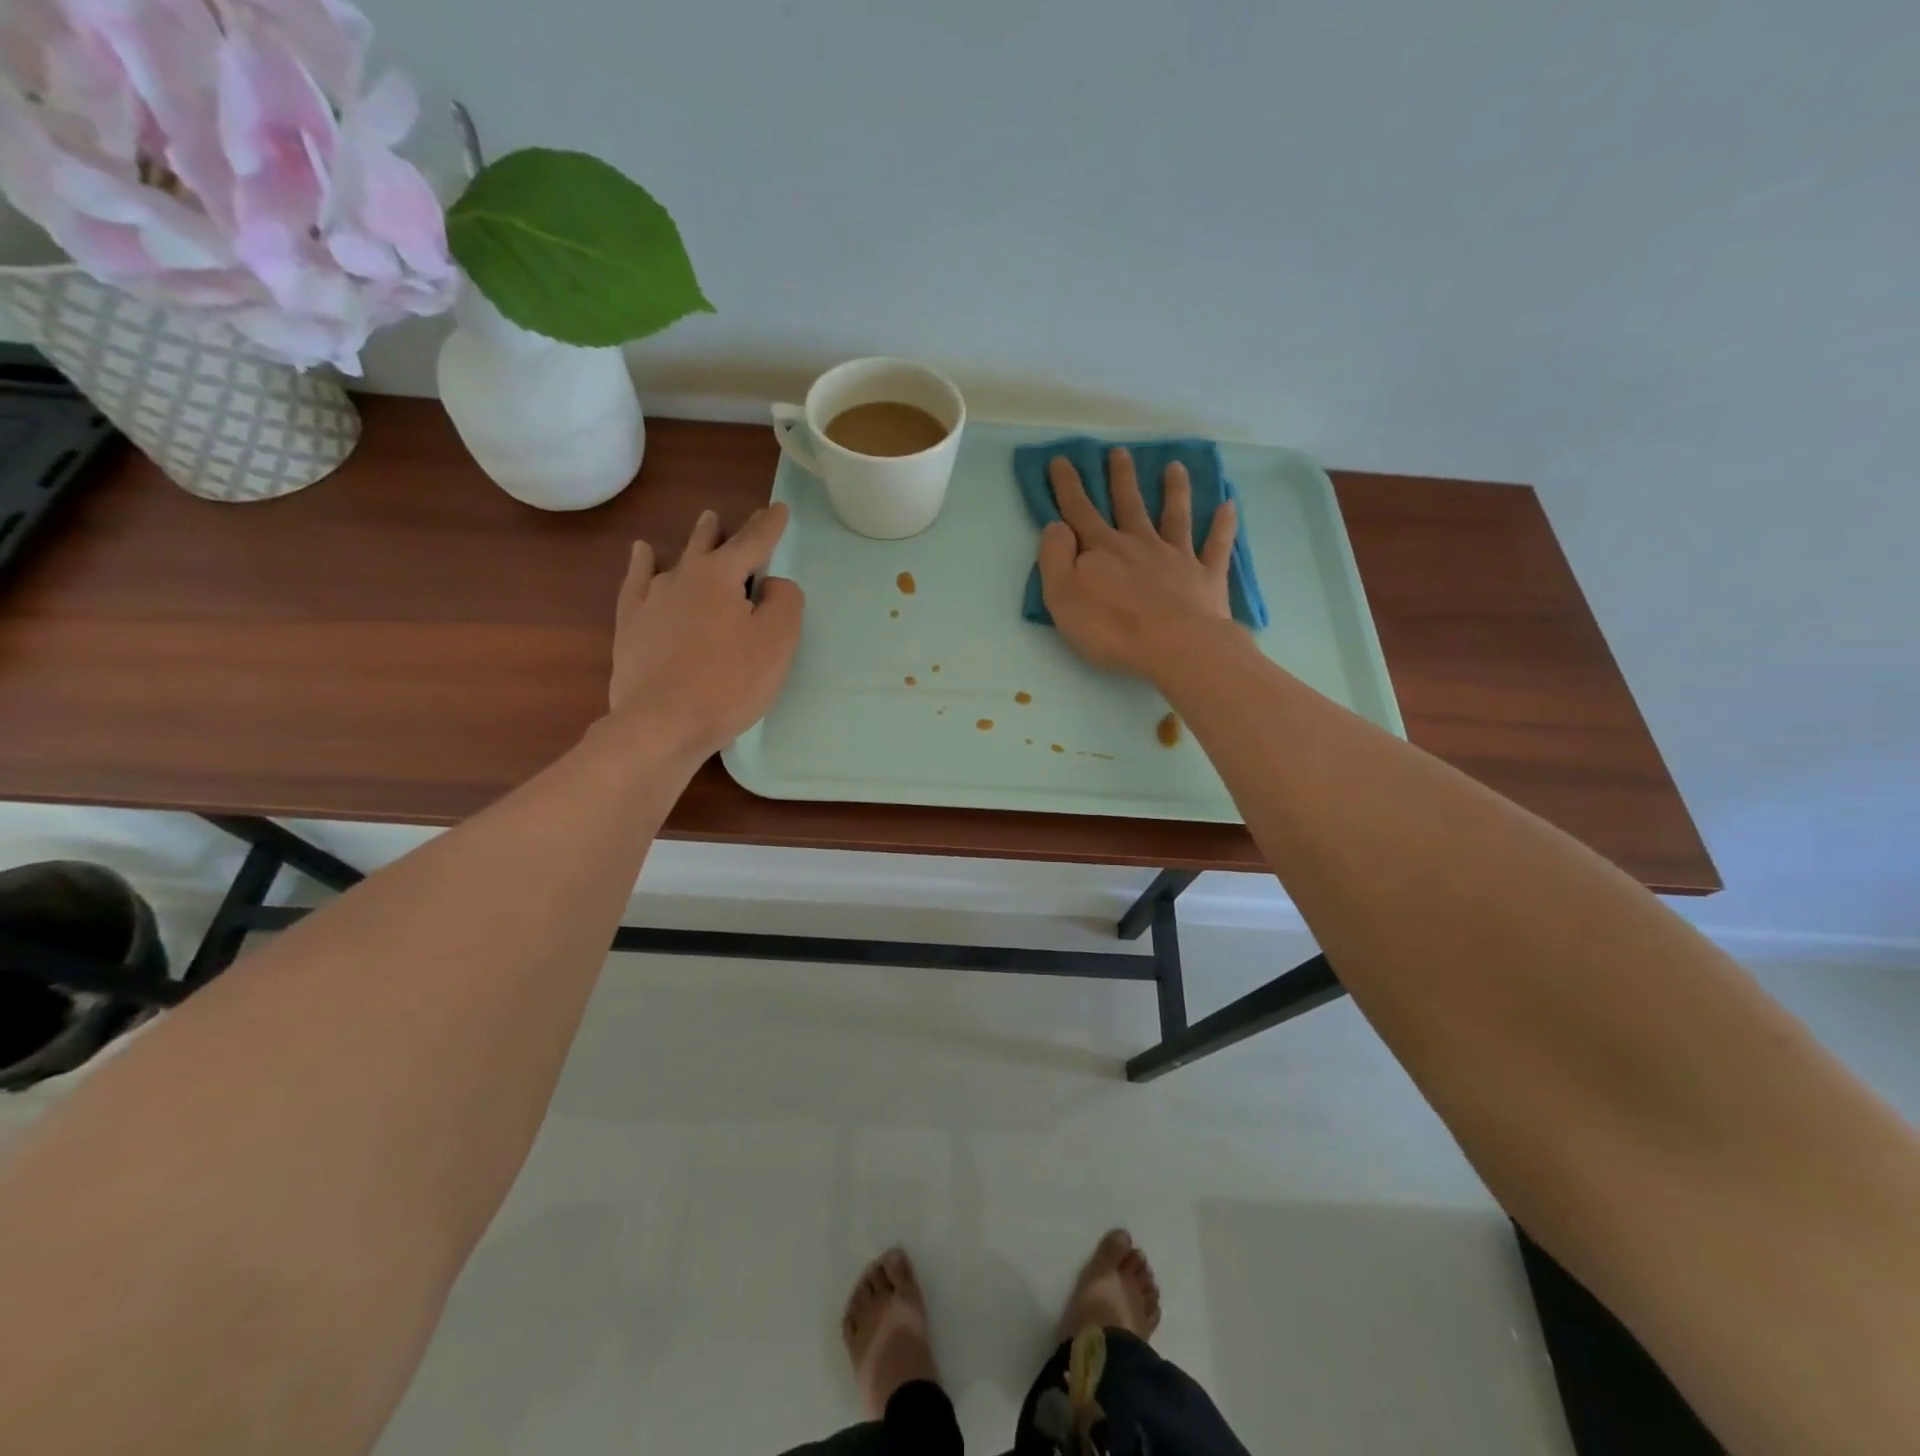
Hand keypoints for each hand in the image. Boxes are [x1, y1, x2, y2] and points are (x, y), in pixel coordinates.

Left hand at [607, 505, 804, 758]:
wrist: (662, 723)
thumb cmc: (729, 683)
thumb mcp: (777, 641)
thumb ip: (784, 602)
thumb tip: (770, 585)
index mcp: (721, 577)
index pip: (753, 542)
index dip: (770, 525)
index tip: (780, 508)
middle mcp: (683, 576)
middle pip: (709, 544)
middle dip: (726, 530)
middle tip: (733, 517)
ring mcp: (651, 600)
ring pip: (676, 559)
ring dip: (694, 542)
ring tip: (704, 525)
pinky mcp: (631, 626)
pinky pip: (637, 582)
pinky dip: (643, 564)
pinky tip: (643, 554)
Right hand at [1037, 449, 1239, 679]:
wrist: (1176, 647)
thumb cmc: (1112, 628)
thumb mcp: (1063, 597)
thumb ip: (1055, 558)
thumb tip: (1057, 525)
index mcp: (1103, 549)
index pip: (1079, 511)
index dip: (1067, 486)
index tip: (1061, 459)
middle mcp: (1140, 544)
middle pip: (1129, 504)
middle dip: (1121, 477)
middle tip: (1120, 451)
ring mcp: (1177, 557)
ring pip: (1175, 516)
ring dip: (1174, 490)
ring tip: (1175, 466)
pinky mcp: (1206, 577)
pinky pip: (1216, 545)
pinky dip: (1223, 525)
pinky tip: (1229, 505)